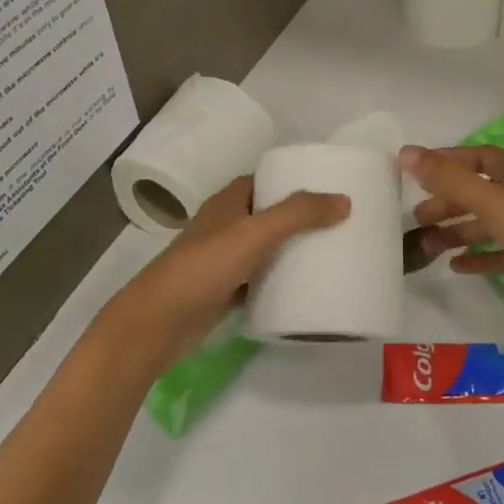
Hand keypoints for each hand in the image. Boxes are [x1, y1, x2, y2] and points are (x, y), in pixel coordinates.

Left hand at [102, 176, 348, 366]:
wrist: (158, 322)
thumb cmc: (204, 266)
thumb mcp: (255, 233)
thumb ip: (299, 214)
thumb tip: (344, 200)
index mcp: (227, 203)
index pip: (261, 181)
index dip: (288, 181)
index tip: (324, 188)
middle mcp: (222, 227)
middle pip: (264, 215)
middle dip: (295, 218)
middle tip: (334, 224)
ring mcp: (220, 261)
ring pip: (261, 250)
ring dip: (287, 251)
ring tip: (327, 254)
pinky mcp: (221, 293)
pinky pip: (256, 282)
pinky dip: (275, 283)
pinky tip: (301, 290)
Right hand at [401, 144, 503, 330]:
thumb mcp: (491, 201)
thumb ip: (448, 179)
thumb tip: (406, 153)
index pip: (479, 157)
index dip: (448, 161)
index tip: (417, 173)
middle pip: (479, 192)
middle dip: (448, 202)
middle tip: (418, 217)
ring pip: (487, 224)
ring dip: (457, 232)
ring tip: (428, 246)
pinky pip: (499, 253)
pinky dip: (478, 256)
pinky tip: (456, 266)